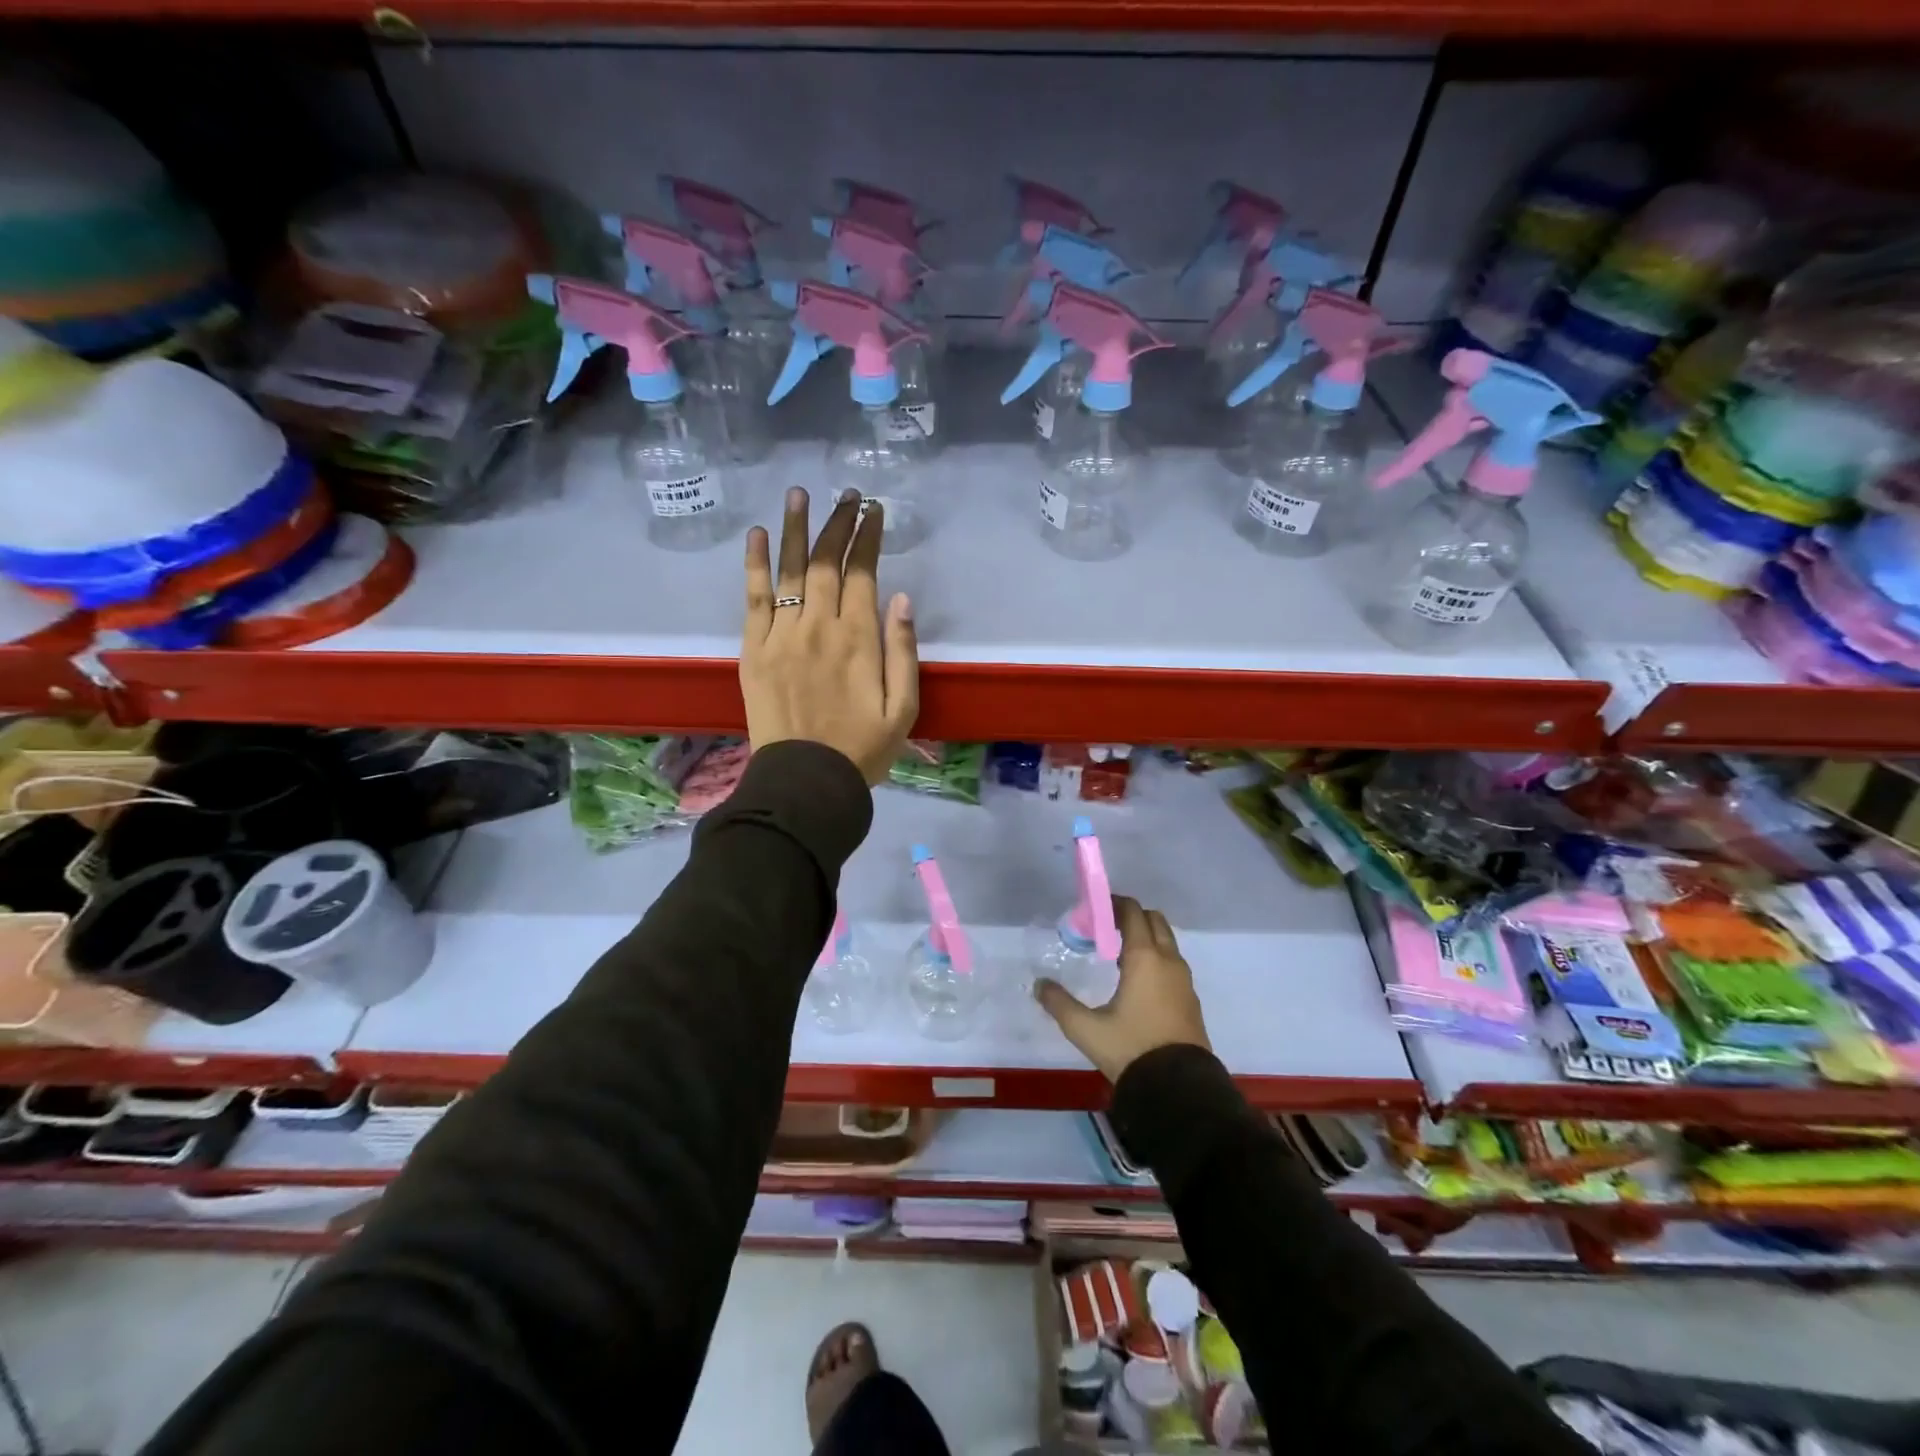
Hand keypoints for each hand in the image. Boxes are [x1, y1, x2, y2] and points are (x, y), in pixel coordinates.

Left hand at [742, 488, 918, 785]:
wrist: (805, 780)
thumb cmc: (862, 749)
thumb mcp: (903, 708)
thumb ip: (903, 652)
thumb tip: (900, 599)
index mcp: (859, 639)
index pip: (862, 573)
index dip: (867, 538)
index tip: (873, 511)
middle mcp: (818, 626)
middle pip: (825, 562)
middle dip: (838, 523)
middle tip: (846, 495)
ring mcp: (781, 634)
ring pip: (789, 570)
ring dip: (795, 528)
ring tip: (799, 494)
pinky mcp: (753, 649)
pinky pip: (753, 597)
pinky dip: (755, 564)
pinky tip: (757, 534)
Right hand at [1036, 896, 1211, 1081]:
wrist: (1179, 1089)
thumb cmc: (1131, 1049)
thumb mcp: (1087, 1029)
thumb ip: (1059, 1004)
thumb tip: (1039, 985)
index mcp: (1145, 958)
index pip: (1133, 913)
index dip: (1114, 904)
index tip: (1095, 909)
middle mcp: (1168, 961)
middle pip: (1154, 920)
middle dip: (1131, 917)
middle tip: (1105, 929)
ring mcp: (1183, 980)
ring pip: (1166, 941)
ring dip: (1145, 937)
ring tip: (1117, 955)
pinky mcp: (1190, 999)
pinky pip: (1172, 963)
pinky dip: (1156, 957)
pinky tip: (1136, 981)